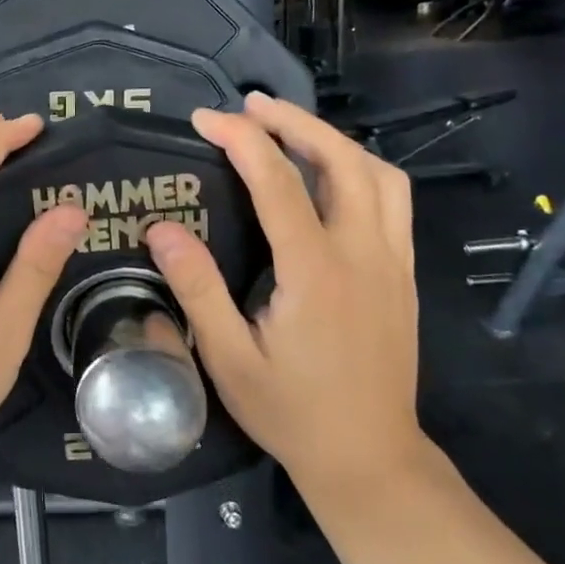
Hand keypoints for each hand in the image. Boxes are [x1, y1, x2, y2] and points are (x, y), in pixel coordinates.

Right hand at [143, 92, 424, 494]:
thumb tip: (162, 230)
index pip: (279, 183)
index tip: (204, 119)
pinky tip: (331, 177)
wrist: (368, 458)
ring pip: (378, 174)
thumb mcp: (229, 359)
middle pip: (342, 161)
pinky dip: (361, 170)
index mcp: (316, 272)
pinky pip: (392, 202)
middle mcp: (363, 254)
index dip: (241, 140)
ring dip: (333, 141)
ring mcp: (392, 263)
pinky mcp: (402, 275)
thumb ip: (198, 289)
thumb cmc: (291, 411)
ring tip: (290, 130)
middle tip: (251, 105)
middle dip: (295, 122)